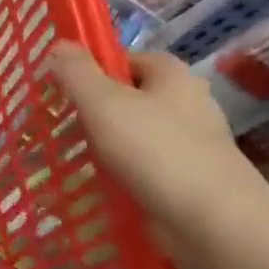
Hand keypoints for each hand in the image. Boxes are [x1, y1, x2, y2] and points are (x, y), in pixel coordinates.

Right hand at [40, 42, 268, 242]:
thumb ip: (76, 72)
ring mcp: (188, 145)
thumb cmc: (156, 151)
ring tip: (66, 158)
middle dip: (93, 111)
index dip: (93, 70)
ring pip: (132, 136)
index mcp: (172, 76)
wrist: (212, 222)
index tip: (61, 89)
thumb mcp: (103, 102)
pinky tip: (93, 187)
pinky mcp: (185, 181)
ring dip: (102, 147)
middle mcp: (186, 105)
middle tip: (56, 124)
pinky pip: (141, 170)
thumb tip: (59, 45)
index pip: (126, 59)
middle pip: (128, 98)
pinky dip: (118, 176)